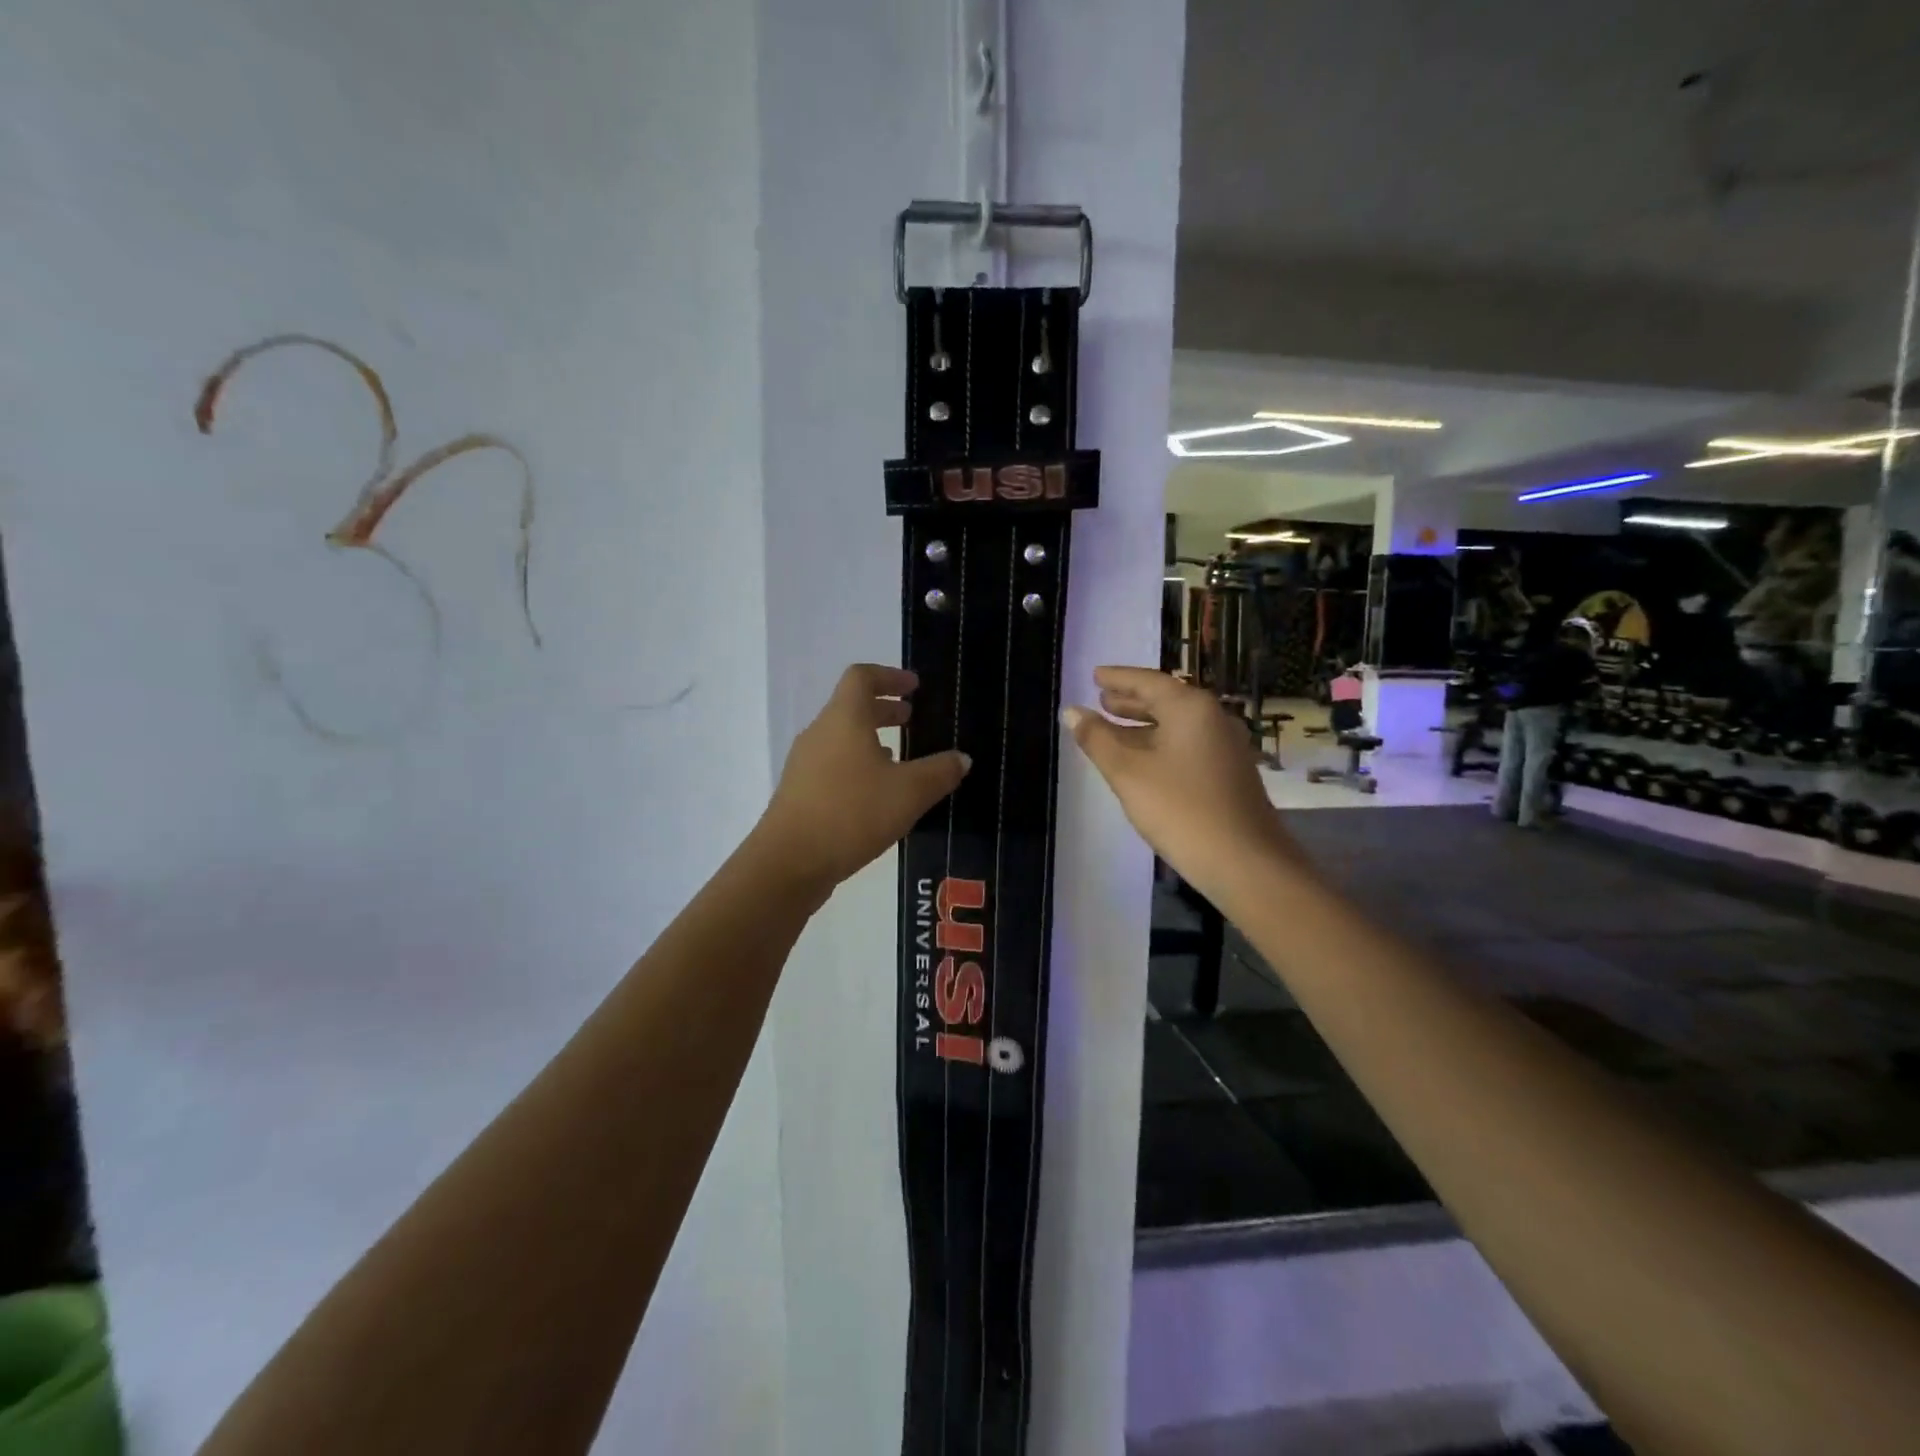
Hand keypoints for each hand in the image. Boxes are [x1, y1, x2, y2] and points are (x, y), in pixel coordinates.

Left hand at [754, 664, 969, 898]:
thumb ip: (940, 772)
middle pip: (851, 707)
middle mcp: (820, 733)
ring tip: (899, 759)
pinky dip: (857, 766)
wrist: (789, 862)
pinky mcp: (800, 792)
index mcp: (844, 719)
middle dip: (883, 709)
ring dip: (870, 740)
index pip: (862, 677)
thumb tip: (961, 758)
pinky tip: (876, 794)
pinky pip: (833, 765)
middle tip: (912, 719)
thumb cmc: (853, 812)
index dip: (889, 676)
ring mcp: (805, 764)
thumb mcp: (909, 792)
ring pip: (841, 739)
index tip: (914, 687)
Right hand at [1063, 667, 1294, 899]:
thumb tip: (1071, 712)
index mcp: (1190, 708)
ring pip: (1176, 725)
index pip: (1148, 681)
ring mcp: (1225, 746)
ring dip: (1143, 724)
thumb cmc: (1181, 810)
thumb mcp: (1128, 773)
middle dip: (1131, 700)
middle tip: (1101, 699)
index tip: (1095, 675)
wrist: (1245, 862)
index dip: (1118, 678)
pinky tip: (1142, 759)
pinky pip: (1187, 744)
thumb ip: (1097, 739)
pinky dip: (1159, 743)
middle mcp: (1212, 718)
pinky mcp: (1228, 772)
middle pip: (1165, 700)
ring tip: (1113, 726)